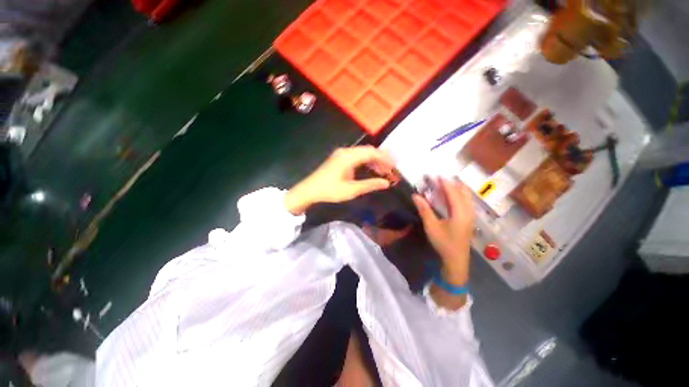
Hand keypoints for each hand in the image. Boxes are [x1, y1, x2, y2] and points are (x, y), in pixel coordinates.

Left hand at [284, 146, 393, 214]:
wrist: (309, 190)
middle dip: (381, 159)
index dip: (385, 158)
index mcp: (349, 156)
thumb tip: (386, 183)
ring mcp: (342, 154)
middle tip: (391, 169)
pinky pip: (357, 157)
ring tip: (384, 171)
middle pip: (368, 151)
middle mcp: (346, 151)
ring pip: (363, 154)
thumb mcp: (351, 190)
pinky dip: (366, 162)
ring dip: (374, 161)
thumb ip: (370, 185)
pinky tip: (371, 169)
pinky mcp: (340, 158)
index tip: (395, 165)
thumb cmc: (329, 190)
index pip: (372, 152)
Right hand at [412, 178, 473, 284]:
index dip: (444, 182)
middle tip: (438, 179)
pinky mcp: (469, 219)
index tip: (435, 175)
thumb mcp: (431, 226)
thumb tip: (415, 195)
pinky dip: (458, 195)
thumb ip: (424, 210)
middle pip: (462, 192)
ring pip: (466, 196)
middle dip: (451, 183)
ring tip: (443, 185)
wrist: (456, 261)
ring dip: (455, 188)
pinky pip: (465, 202)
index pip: (453, 192)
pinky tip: (450, 197)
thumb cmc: (444, 243)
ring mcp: (470, 216)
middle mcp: (468, 211)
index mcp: (460, 212)